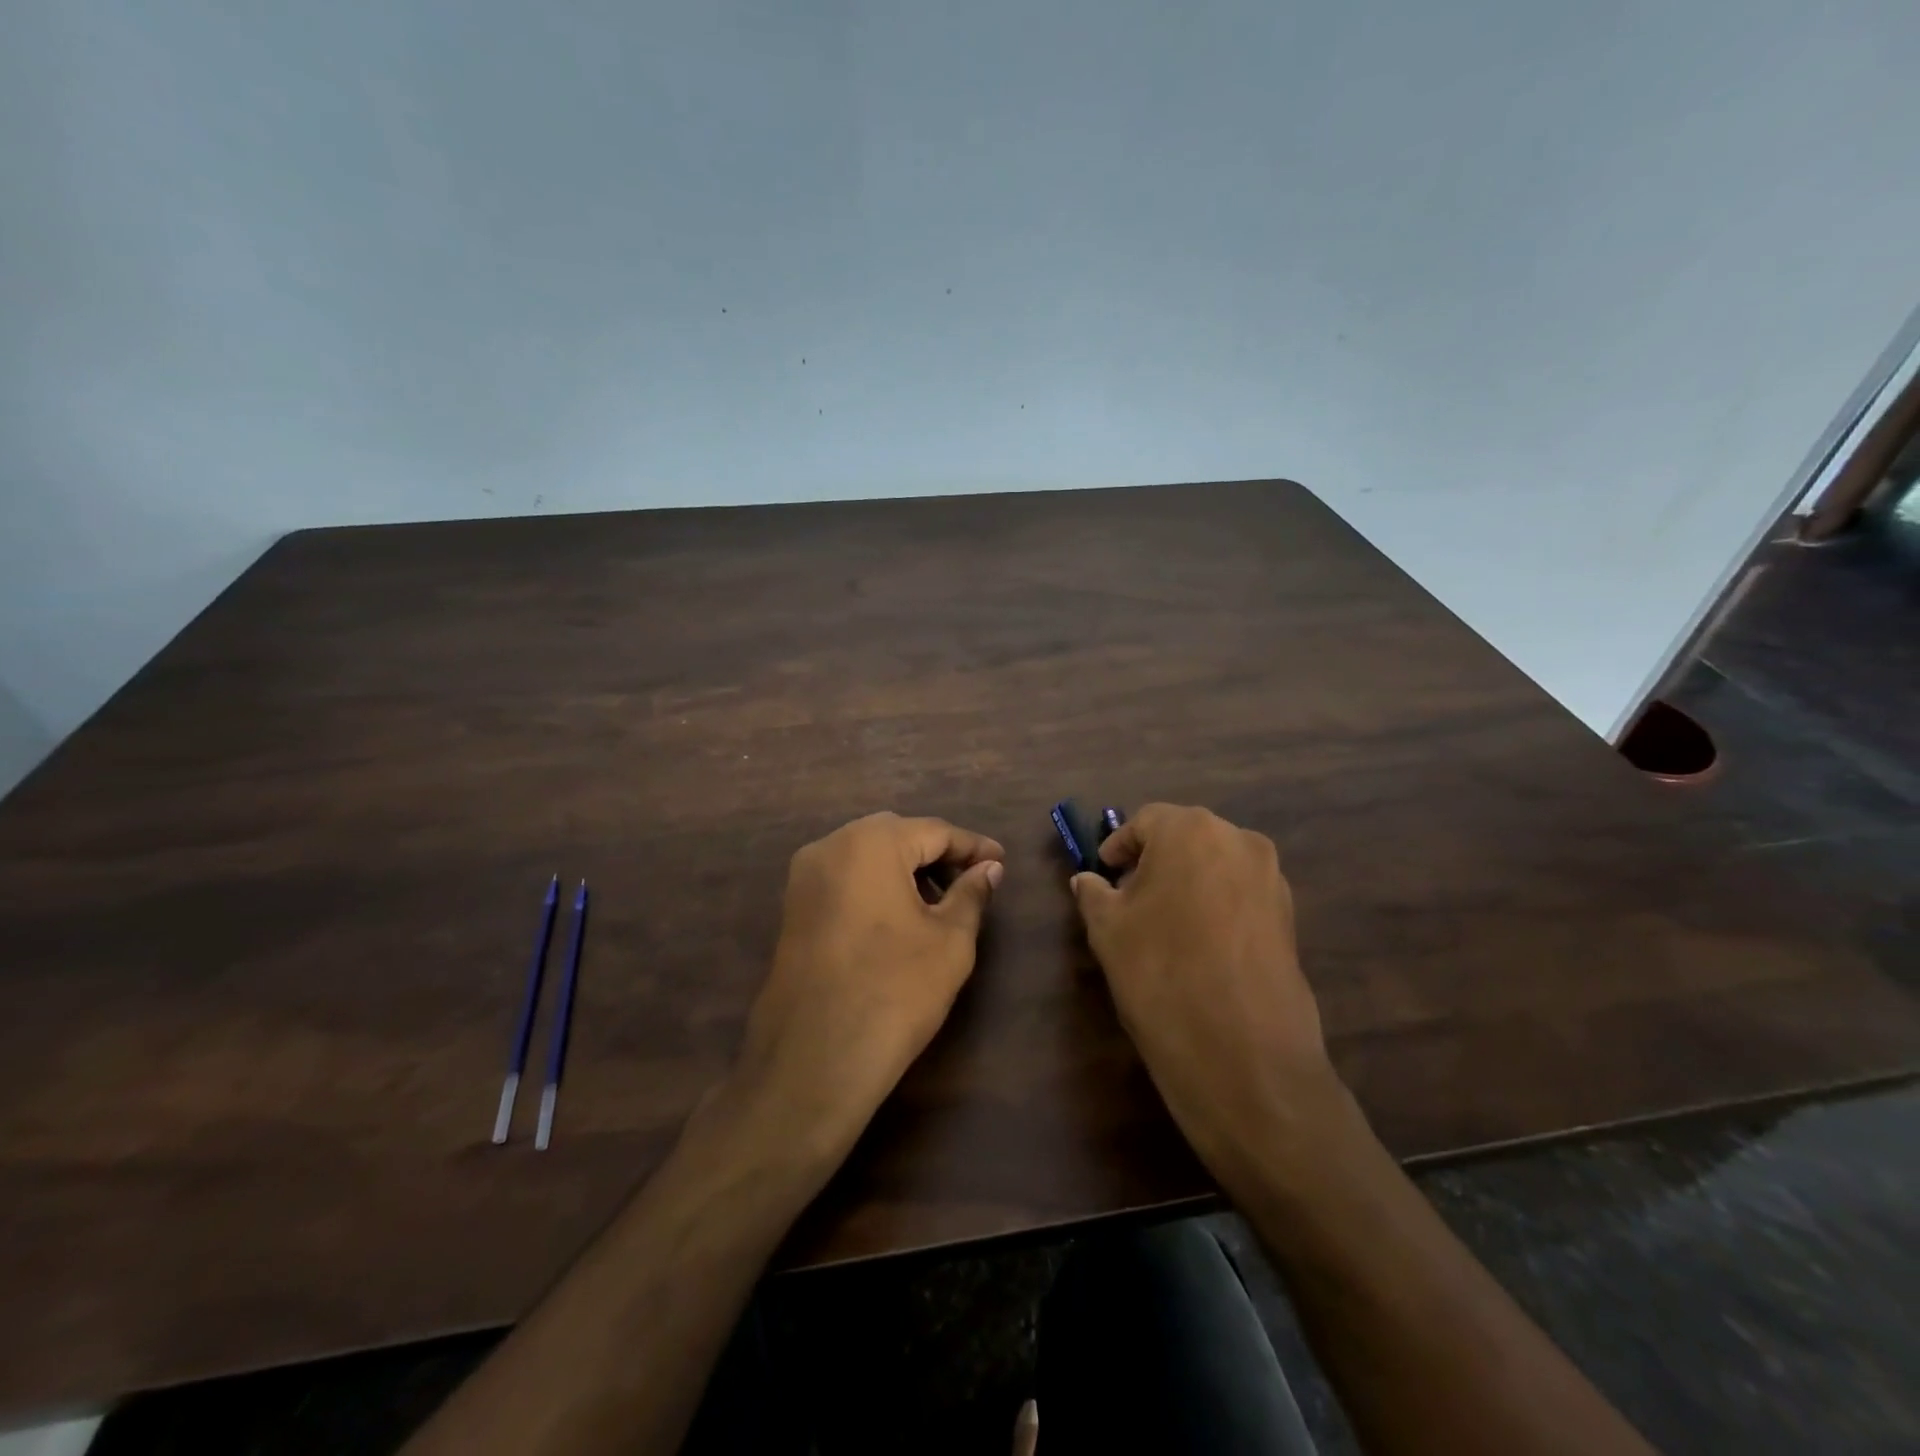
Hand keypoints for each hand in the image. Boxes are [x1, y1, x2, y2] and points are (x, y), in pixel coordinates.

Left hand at [727, 813, 1004, 1157]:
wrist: (815, 1058)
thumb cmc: (895, 990)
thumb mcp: (950, 940)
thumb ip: (972, 893)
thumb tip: (990, 868)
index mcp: (871, 842)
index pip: (934, 831)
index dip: (972, 846)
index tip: (1001, 860)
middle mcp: (831, 846)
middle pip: (896, 836)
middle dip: (937, 854)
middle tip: (972, 879)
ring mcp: (804, 877)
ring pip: (866, 855)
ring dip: (905, 869)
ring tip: (939, 902)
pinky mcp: (793, 907)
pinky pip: (844, 879)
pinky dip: (875, 886)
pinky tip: (899, 916)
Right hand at [1071, 804, 1337, 1182]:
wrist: (1243, 1054)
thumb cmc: (1161, 974)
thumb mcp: (1108, 930)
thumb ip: (1094, 894)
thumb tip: (1087, 881)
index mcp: (1191, 831)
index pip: (1146, 822)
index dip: (1119, 848)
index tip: (1104, 876)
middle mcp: (1239, 841)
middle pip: (1186, 838)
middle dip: (1155, 863)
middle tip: (1129, 900)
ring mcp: (1272, 879)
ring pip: (1216, 866)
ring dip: (1187, 883)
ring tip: (1164, 926)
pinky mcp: (1290, 918)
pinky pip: (1241, 895)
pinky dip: (1216, 906)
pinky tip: (1199, 946)